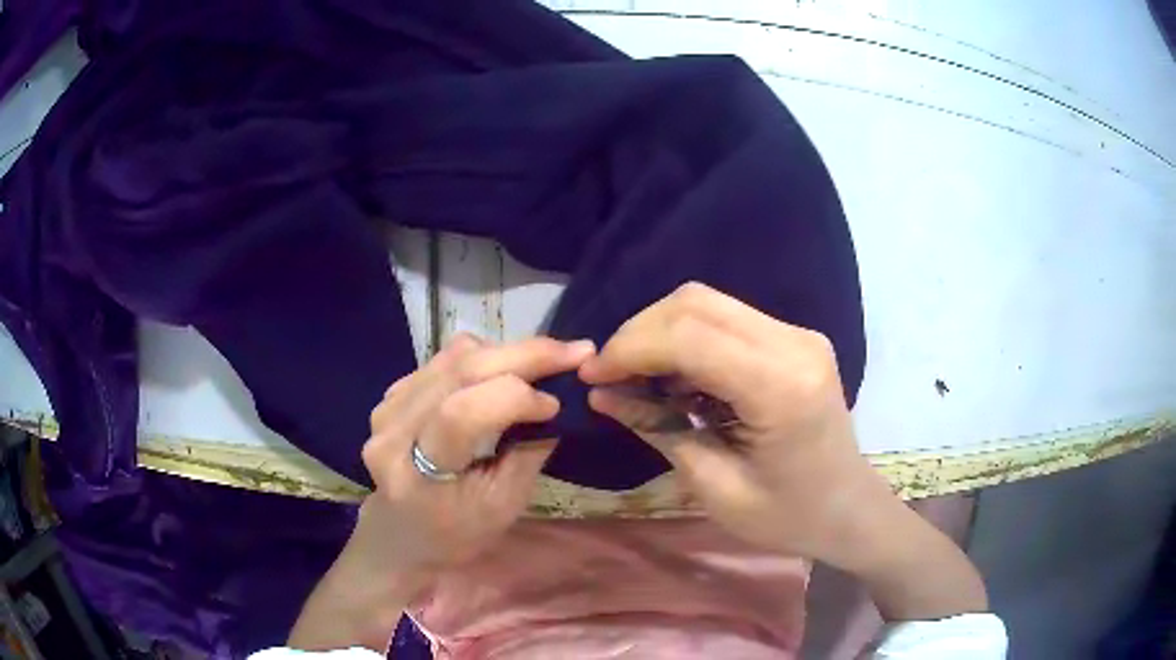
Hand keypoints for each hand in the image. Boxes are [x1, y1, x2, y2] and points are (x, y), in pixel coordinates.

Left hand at [356, 333, 594, 575]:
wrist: (403, 534)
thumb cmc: (457, 533)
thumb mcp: (502, 507)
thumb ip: (527, 453)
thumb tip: (557, 401)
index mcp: (414, 475)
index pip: (460, 415)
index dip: (513, 398)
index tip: (556, 404)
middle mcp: (392, 430)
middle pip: (459, 372)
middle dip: (524, 355)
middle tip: (574, 352)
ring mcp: (387, 406)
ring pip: (453, 357)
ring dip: (507, 353)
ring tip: (545, 362)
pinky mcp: (392, 393)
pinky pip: (444, 360)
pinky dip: (484, 358)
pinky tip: (505, 373)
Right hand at [579, 283, 986, 621]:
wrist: (849, 510)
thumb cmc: (788, 516)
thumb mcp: (716, 487)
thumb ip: (658, 430)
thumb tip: (600, 394)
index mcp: (781, 388)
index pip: (689, 336)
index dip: (630, 348)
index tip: (593, 375)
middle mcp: (794, 344)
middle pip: (696, 303)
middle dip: (639, 332)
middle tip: (610, 375)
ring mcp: (798, 335)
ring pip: (708, 303)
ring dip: (661, 332)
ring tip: (638, 378)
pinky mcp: (795, 339)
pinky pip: (727, 319)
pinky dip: (688, 338)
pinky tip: (676, 377)